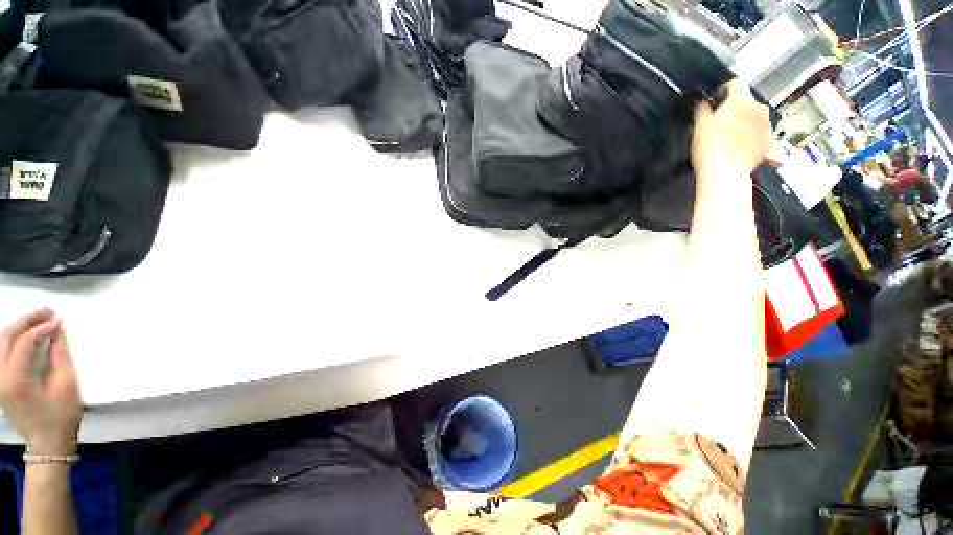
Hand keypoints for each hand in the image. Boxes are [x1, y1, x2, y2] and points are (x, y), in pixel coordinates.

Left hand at [0, 310, 81, 454]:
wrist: (48, 443)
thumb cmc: (61, 416)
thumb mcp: (66, 385)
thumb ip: (59, 356)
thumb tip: (57, 331)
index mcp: (16, 379)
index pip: (25, 342)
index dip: (42, 328)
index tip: (60, 321)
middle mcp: (0, 376)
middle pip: (7, 337)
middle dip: (27, 321)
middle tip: (48, 313)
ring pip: (2, 342)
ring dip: (20, 327)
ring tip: (40, 321)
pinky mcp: (1, 381)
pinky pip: (3, 351)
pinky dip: (15, 338)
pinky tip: (28, 336)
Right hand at [692, 80, 771, 178]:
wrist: (725, 173)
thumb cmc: (711, 150)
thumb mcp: (699, 125)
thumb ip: (703, 109)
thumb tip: (705, 104)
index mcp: (740, 100)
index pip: (736, 83)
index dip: (725, 89)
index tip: (719, 96)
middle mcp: (758, 108)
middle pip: (747, 102)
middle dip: (735, 109)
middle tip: (721, 122)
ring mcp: (766, 125)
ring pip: (754, 117)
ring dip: (744, 123)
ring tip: (729, 137)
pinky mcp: (769, 141)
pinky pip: (760, 133)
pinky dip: (751, 137)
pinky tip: (738, 146)